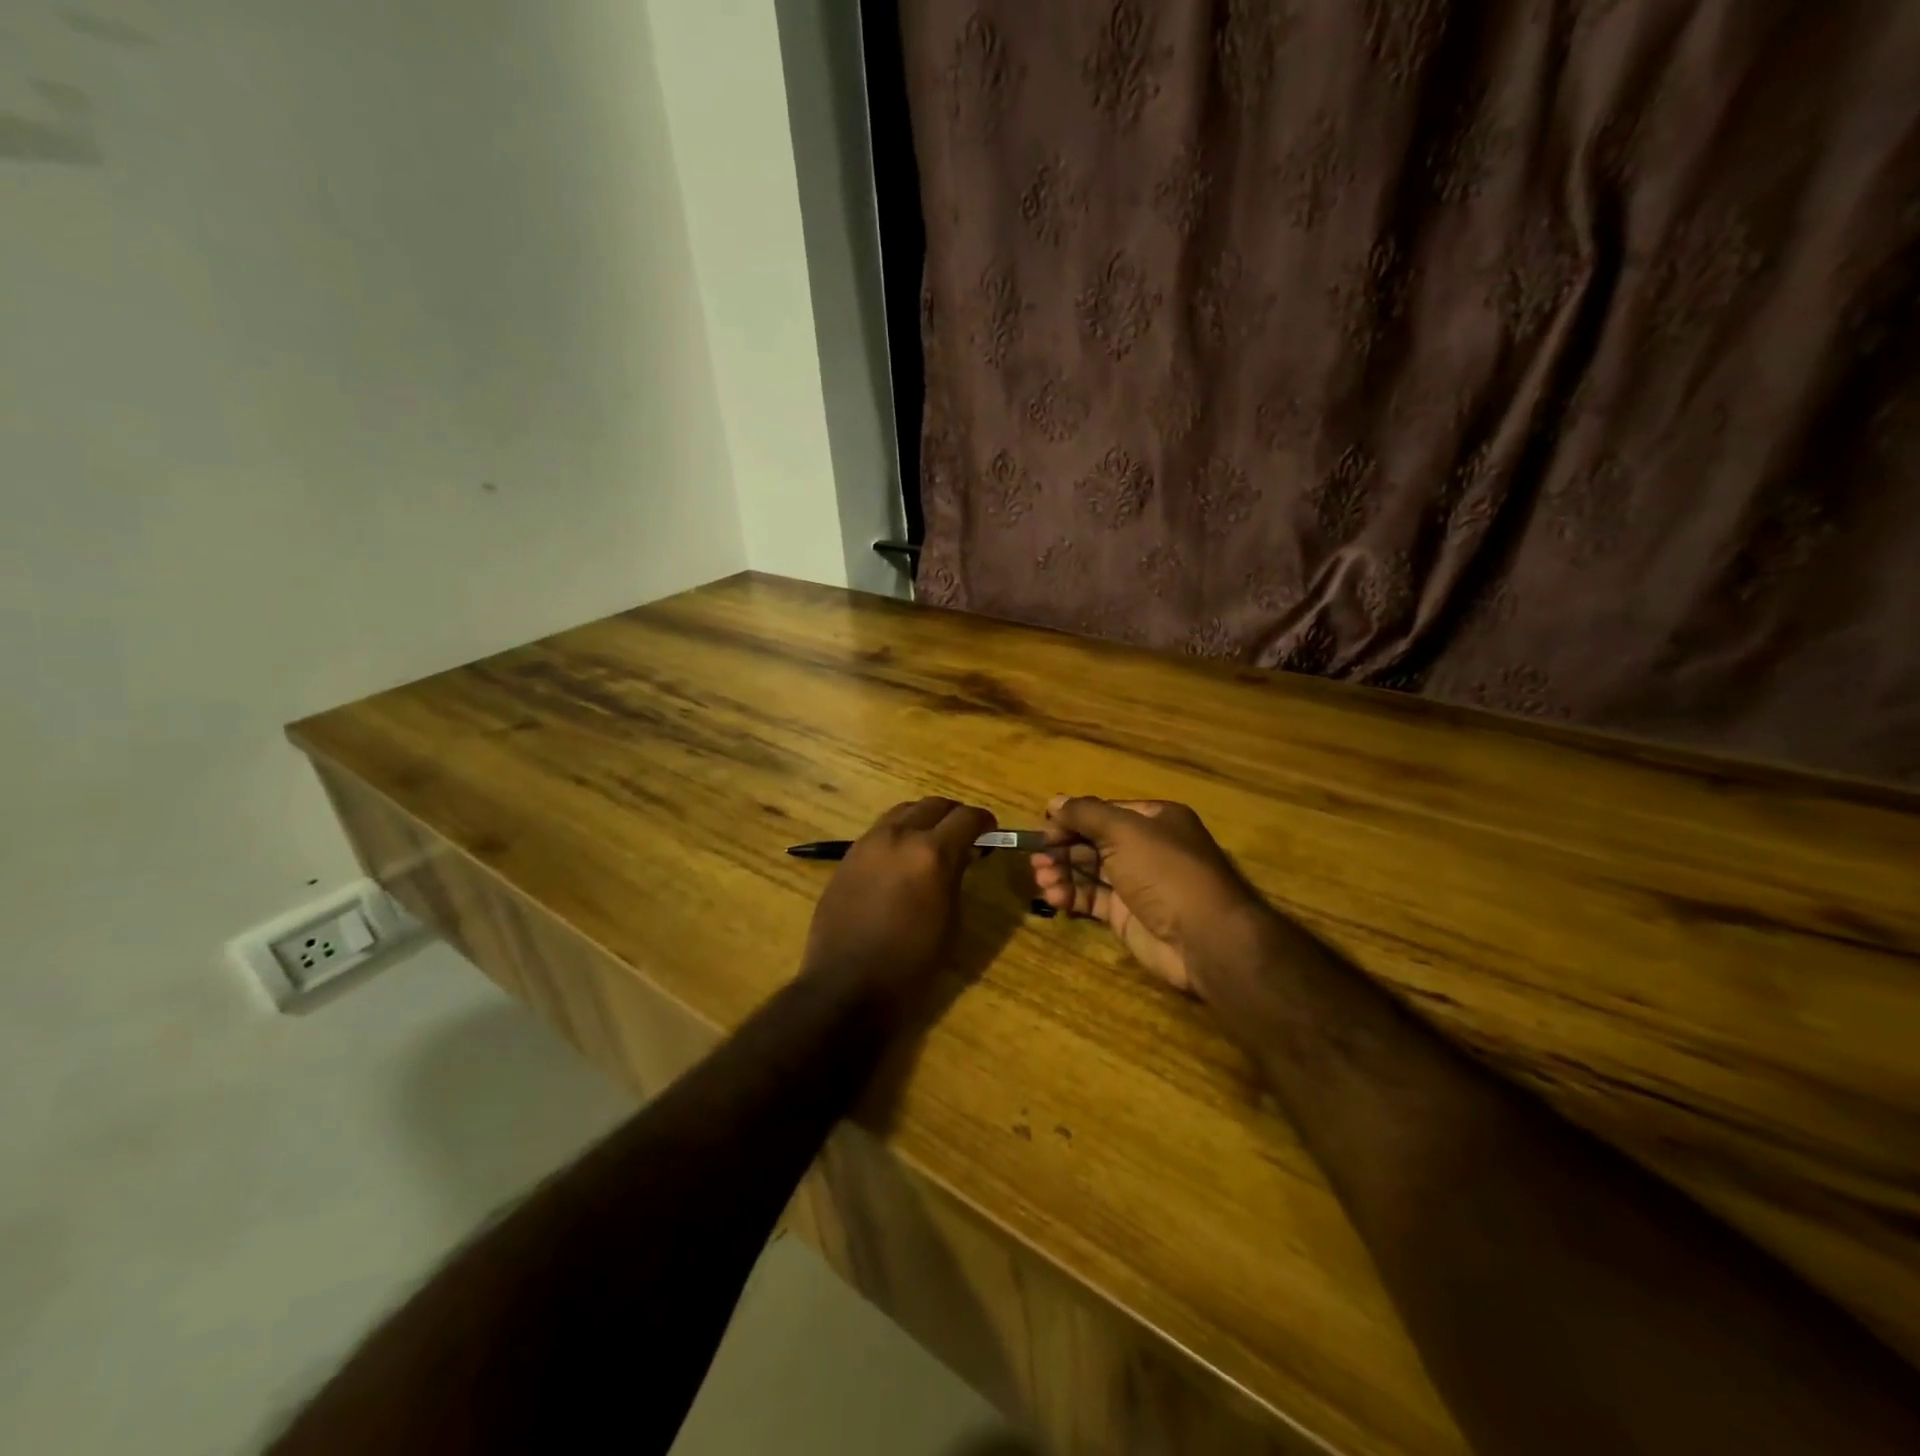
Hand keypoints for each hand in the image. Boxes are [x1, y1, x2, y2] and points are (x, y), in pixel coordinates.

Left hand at [802, 797, 995, 1009]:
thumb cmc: (911, 964)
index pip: (967, 817)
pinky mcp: (848, 856)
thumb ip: (957, 877)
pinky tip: (902, 857)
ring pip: (904, 811)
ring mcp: (869, 843)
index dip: (984, 821)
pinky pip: (880, 830)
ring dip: (924, 819)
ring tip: (932, 841)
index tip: (990, 832)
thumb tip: (961, 855)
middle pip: (934, 805)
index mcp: (932, 854)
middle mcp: (900, 837)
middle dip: (954, 815)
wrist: (847, 985)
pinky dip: (899, 833)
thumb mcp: (950, 921)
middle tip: (964, 834)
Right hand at [1031, 796, 1276, 999]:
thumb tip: (1054, 801)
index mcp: (1153, 820)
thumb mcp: (1124, 831)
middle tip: (1036, 860)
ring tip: (1042, 880)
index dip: (1071, 820)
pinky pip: (1092, 900)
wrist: (1205, 938)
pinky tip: (1055, 898)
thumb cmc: (1165, 871)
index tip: (1042, 831)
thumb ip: (1086, 814)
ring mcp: (1136, 884)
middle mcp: (1145, 848)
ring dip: (1062, 873)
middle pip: (1093, 842)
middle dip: (1062, 849)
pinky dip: (1071, 896)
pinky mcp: (1126, 916)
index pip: (1103, 813)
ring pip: (1089, 872)